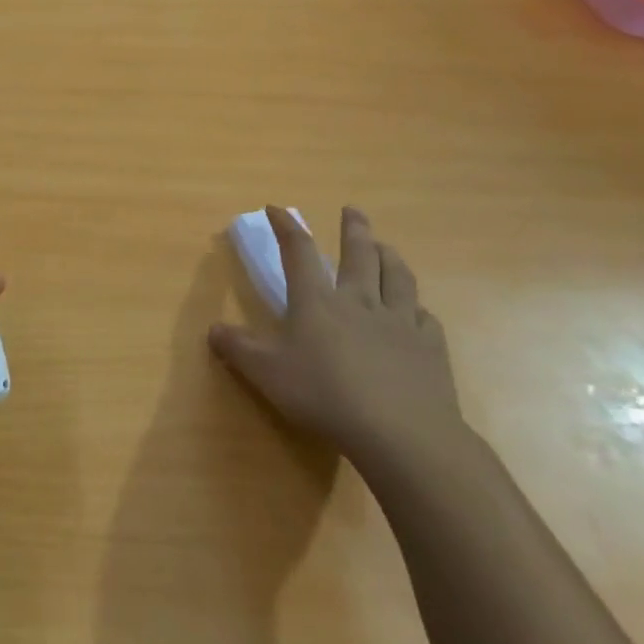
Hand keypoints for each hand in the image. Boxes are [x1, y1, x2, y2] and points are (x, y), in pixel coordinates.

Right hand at [208, 206, 464, 472]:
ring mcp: (399, 322)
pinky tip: (416, 311)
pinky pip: (424, 317)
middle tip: (353, 211)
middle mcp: (359, 301)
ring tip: (386, 247)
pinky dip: (417, 307)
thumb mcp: (267, 374)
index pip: (298, 251)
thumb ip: (238, 349)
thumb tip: (213, 329)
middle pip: (359, 254)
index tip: (276, 208)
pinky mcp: (430, 348)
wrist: (403, 435)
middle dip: (354, 229)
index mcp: (317, 301)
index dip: (286, 227)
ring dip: (390, 256)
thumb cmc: (326, 396)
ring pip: (397, 276)